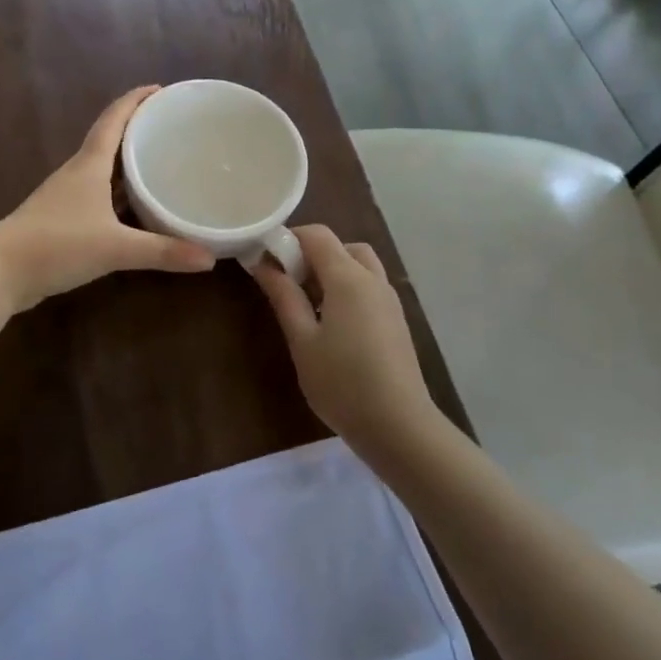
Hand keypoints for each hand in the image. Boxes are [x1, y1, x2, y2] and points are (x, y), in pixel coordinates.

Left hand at [0, 86, 215, 312]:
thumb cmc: (56, 245)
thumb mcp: (115, 248)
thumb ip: (162, 251)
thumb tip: (209, 258)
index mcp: (89, 165)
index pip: (114, 119)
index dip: (135, 100)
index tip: (160, 89)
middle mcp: (77, 173)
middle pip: (109, 139)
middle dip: (138, 129)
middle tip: (171, 127)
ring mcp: (66, 196)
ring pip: (103, 169)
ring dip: (127, 162)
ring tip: (160, 162)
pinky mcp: (61, 219)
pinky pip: (97, 195)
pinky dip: (118, 193)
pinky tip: (135, 208)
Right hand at [251, 225, 437, 449]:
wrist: (398, 425)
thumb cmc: (341, 382)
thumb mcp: (302, 339)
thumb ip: (283, 296)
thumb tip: (263, 264)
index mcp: (348, 277)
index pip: (317, 234)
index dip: (288, 238)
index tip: (266, 260)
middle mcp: (373, 279)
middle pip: (341, 246)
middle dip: (312, 255)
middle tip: (289, 284)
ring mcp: (389, 299)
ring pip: (359, 265)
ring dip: (332, 271)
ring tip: (308, 305)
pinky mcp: (396, 319)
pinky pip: (369, 286)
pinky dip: (348, 288)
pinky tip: (332, 324)